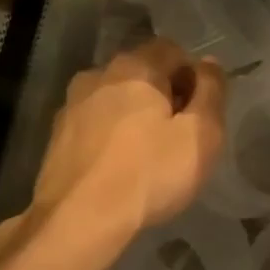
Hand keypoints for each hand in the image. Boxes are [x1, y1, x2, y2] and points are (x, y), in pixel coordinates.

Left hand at [7, 40, 226, 264]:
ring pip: (115, 98)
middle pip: (142, 71)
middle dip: (164, 94)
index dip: (193, 74)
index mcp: (136, 67)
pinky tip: (120, 166)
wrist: (80, 219)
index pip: (172, 49)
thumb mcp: (202, 135)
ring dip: (135, 114)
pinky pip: (95, 123)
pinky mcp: (57, 136)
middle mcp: (99, 74)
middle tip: (181, 134)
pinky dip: (112, 134)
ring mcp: (72, 104)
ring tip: (149, 152)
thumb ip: (212, 92)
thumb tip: (210, 64)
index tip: (202, 110)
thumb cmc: (151, 174)